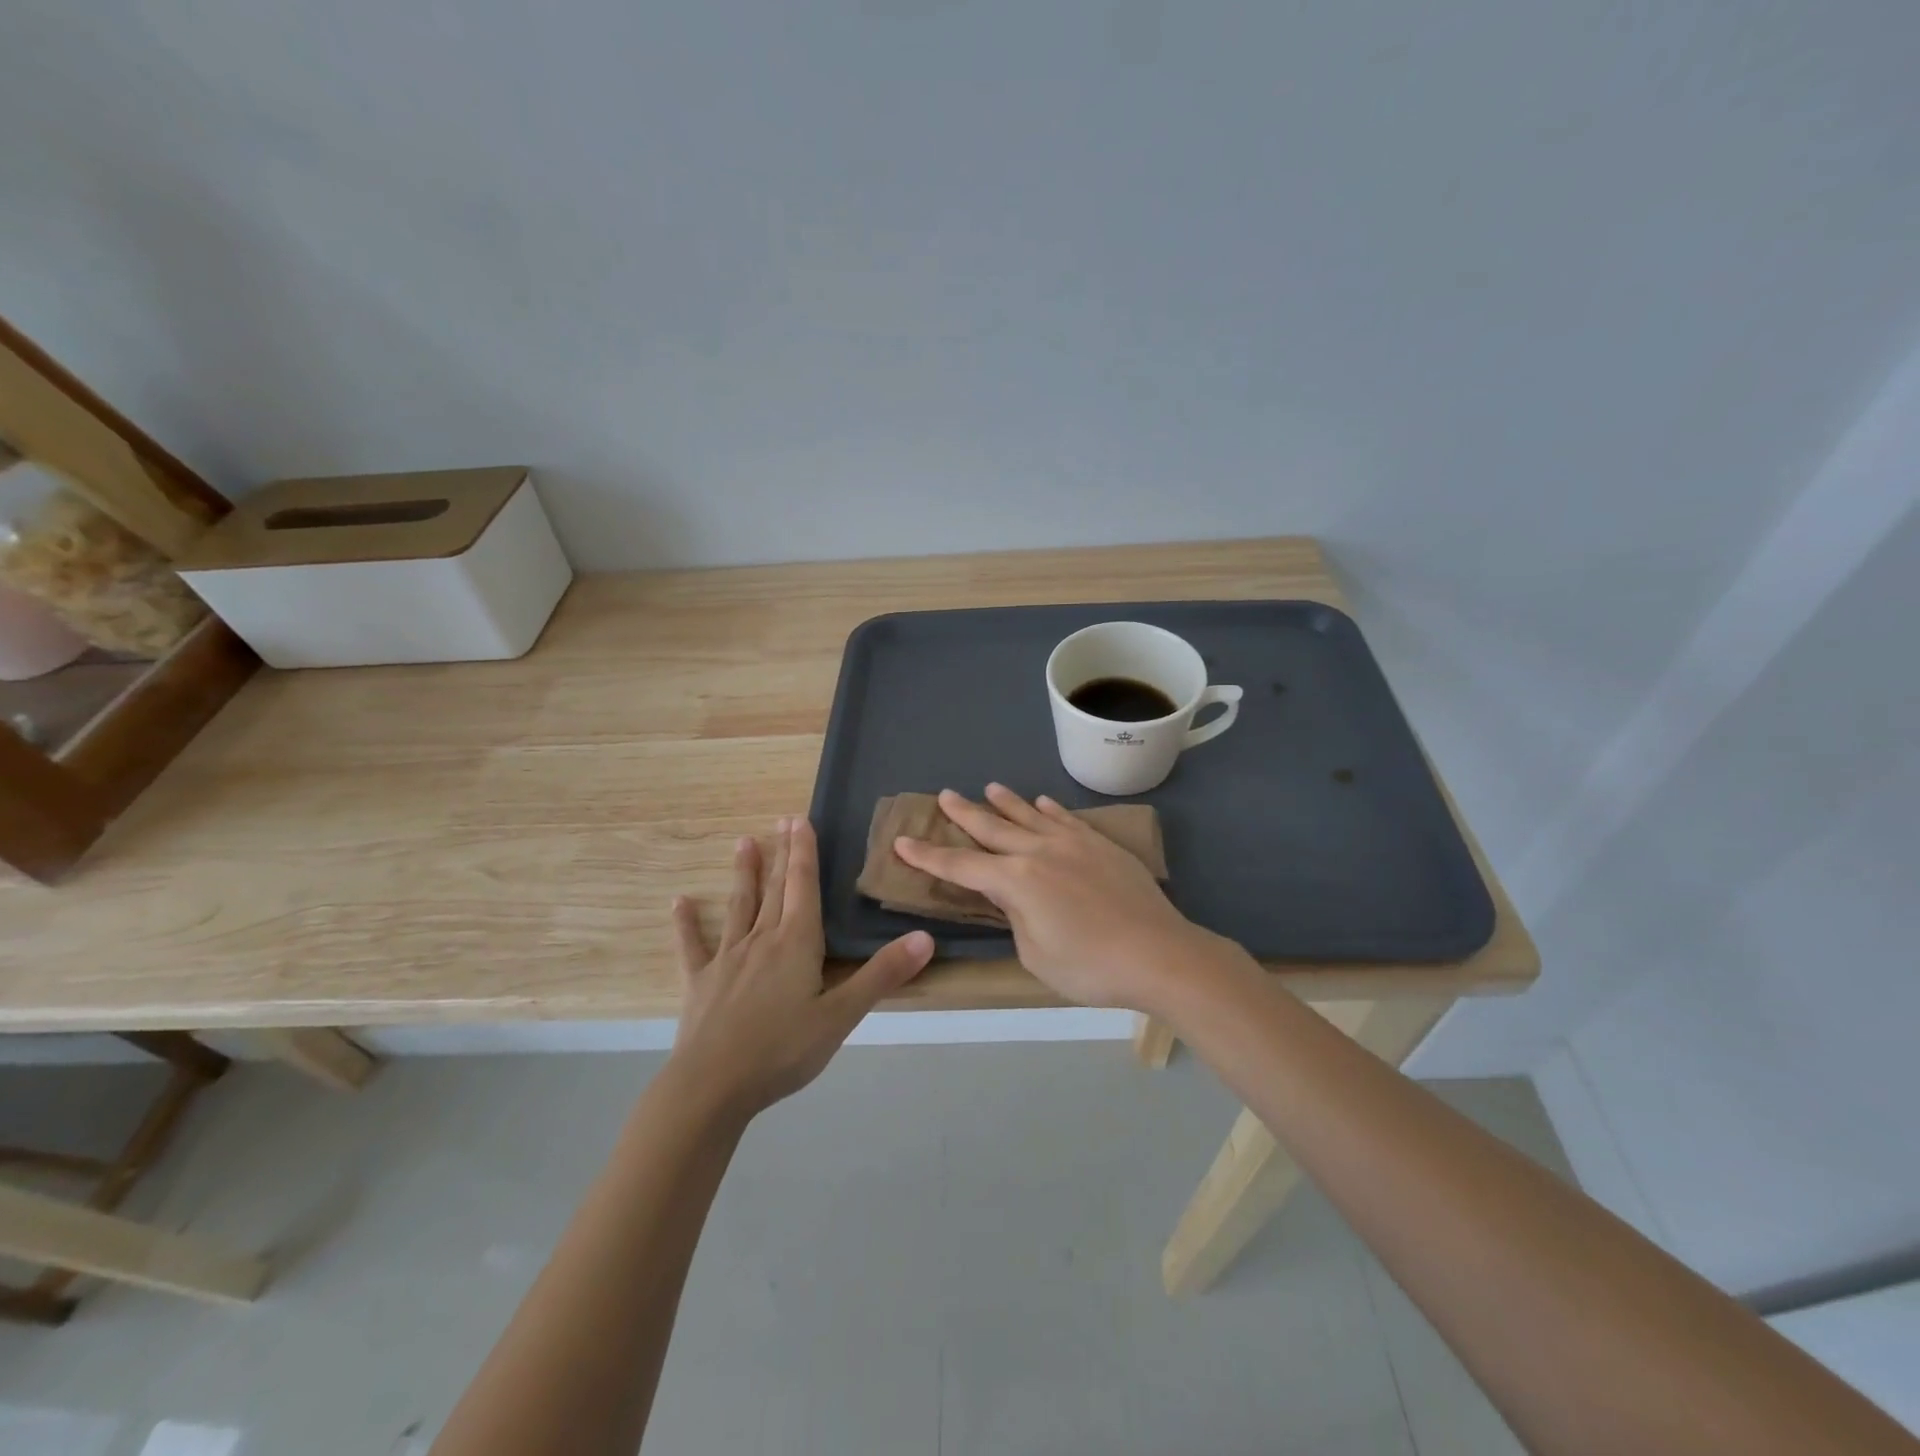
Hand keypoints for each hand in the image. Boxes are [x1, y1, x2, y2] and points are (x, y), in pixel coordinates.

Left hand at [669, 817, 933, 1121]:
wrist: (712, 1087)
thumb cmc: (782, 1051)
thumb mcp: (841, 1016)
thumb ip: (882, 975)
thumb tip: (925, 937)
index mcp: (796, 943)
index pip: (803, 887)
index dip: (804, 852)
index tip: (801, 819)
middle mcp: (761, 940)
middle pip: (774, 889)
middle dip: (781, 854)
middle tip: (781, 820)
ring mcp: (727, 959)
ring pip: (739, 907)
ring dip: (743, 874)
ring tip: (743, 843)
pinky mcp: (700, 982)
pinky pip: (692, 946)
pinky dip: (687, 924)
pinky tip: (680, 903)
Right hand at [893, 785, 1221, 1011]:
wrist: (1159, 954)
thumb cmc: (1090, 966)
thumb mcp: (1036, 955)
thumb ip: (1017, 919)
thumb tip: (1017, 899)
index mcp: (1016, 881)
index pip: (961, 865)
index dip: (928, 856)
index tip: (903, 841)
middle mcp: (1039, 852)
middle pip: (993, 828)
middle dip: (965, 814)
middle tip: (944, 796)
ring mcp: (1073, 844)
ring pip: (1031, 816)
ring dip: (1007, 803)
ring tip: (990, 787)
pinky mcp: (1101, 846)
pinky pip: (1068, 820)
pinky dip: (1051, 810)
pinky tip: (1044, 803)